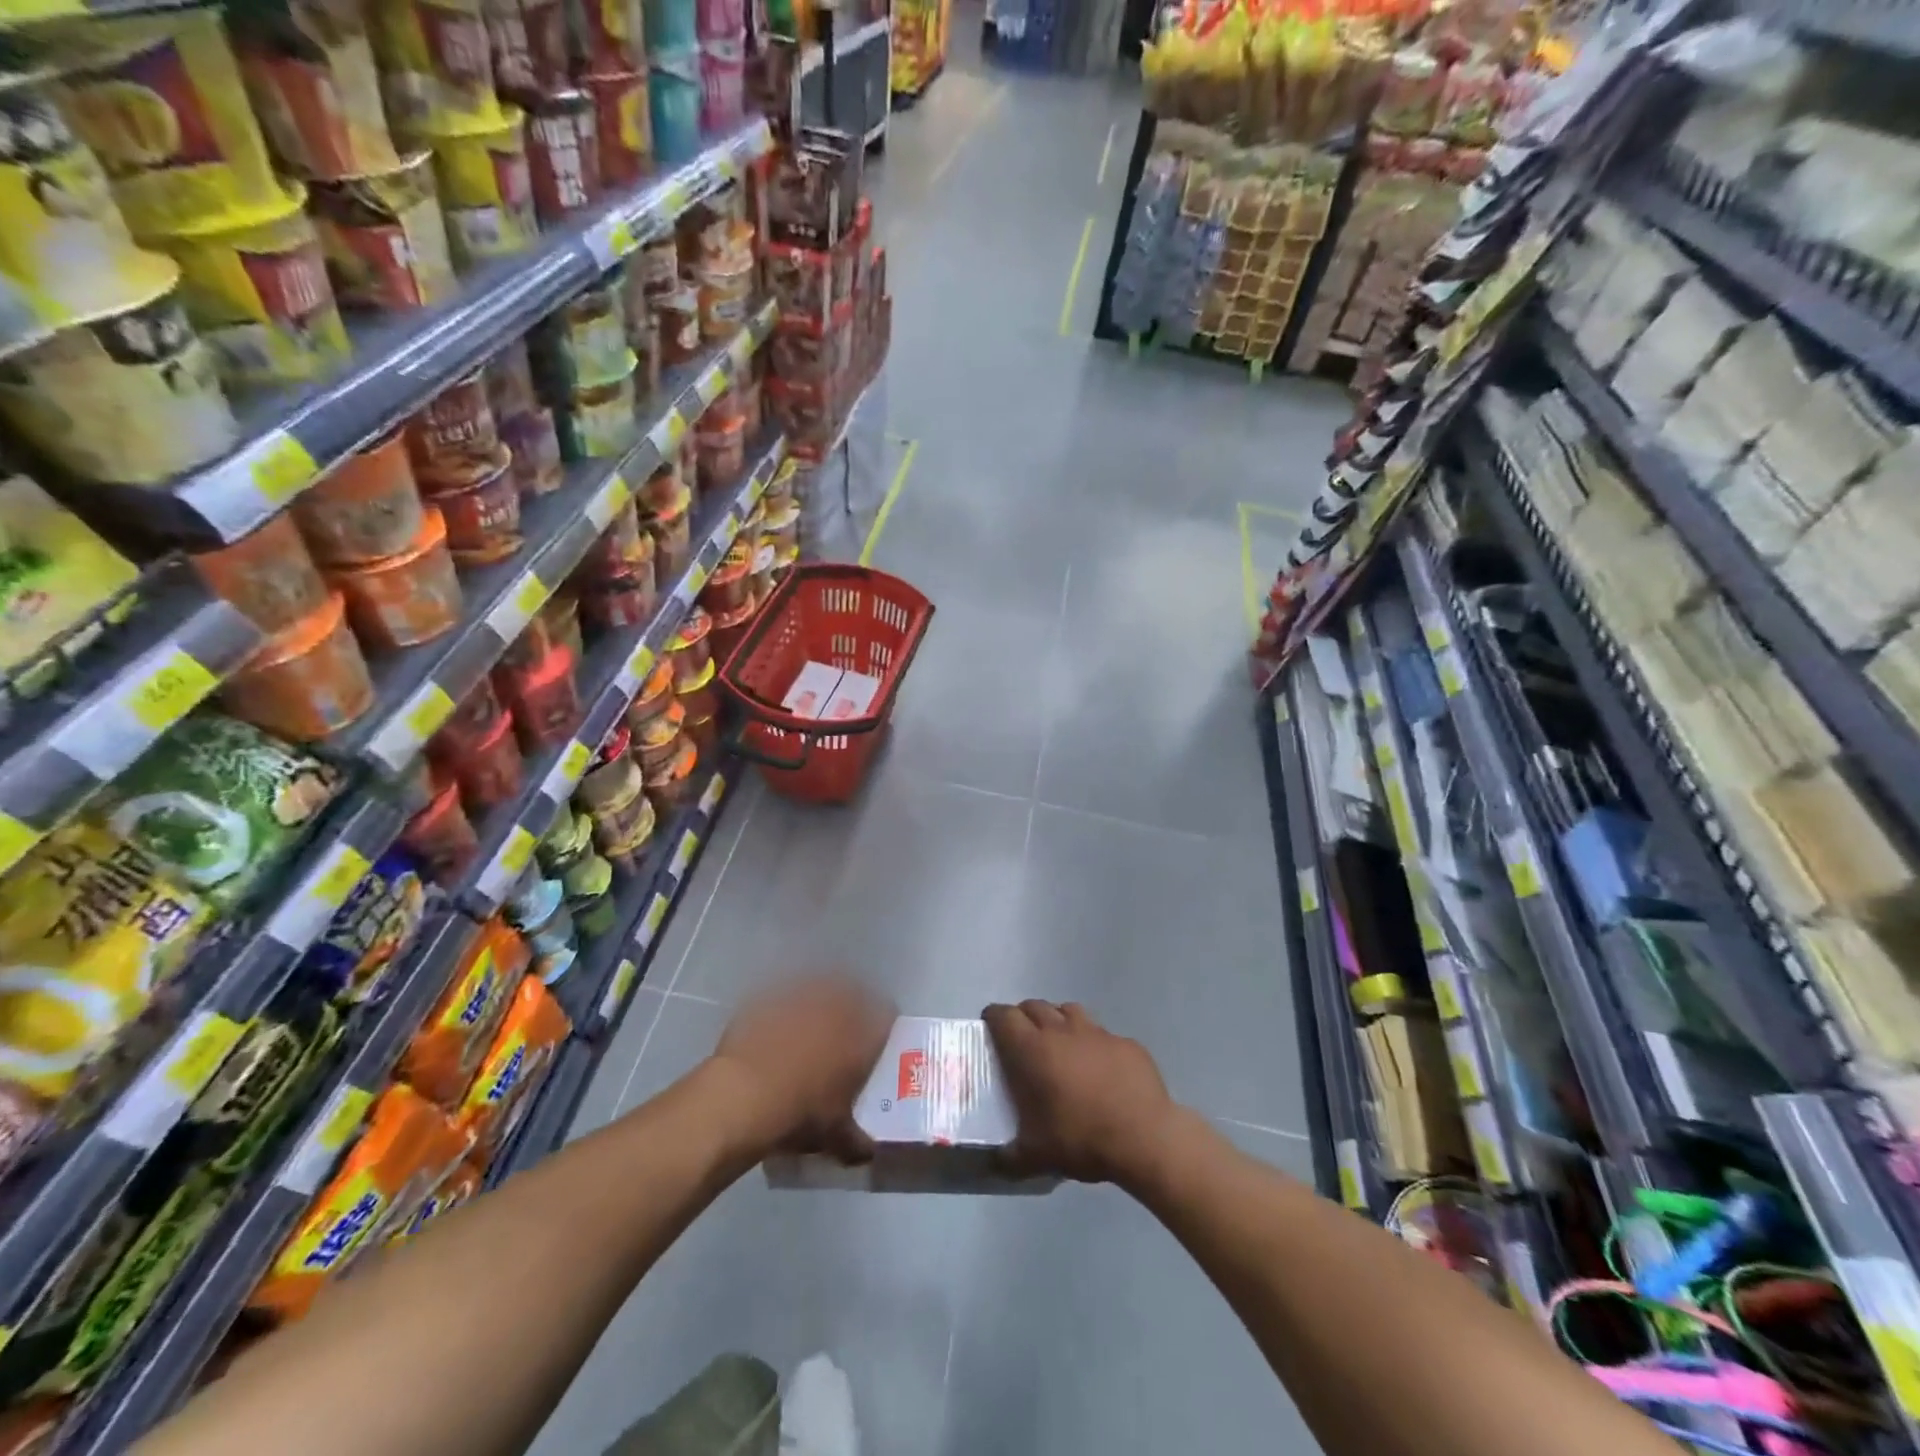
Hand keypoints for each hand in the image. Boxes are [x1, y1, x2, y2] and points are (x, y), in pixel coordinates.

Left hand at [710, 973, 893, 1163]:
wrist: (742, 1097)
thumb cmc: (801, 1113)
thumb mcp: (836, 1136)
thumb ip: (857, 1141)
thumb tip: (867, 1153)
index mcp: (862, 1032)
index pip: (886, 1015)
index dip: (883, 1028)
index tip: (876, 1044)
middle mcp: (837, 1004)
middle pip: (853, 996)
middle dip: (850, 1013)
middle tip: (841, 1037)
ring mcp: (800, 995)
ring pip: (817, 991)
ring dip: (816, 1007)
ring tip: (806, 1032)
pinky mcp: (767, 997)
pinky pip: (782, 998)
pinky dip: (782, 1012)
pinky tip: (772, 1034)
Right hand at [984, 1000, 1178, 1185]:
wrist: (1144, 1136)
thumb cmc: (1081, 1138)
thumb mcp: (1037, 1156)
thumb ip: (1010, 1157)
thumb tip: (997, 1162)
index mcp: (1033, 1049)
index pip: (1004, 1016)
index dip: (994, 1017)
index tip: (990, 1027)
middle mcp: (1062, 1030)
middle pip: (1035, 1006)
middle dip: (1024, 1016)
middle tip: (1022, 1039)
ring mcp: (1097, 1032)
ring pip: (1069, 1010)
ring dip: (1058, 1020)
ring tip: (1059, 1044)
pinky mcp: (1125, 1042)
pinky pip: (1102, 1033)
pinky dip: (1093, 1043)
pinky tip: (1100, 1066)